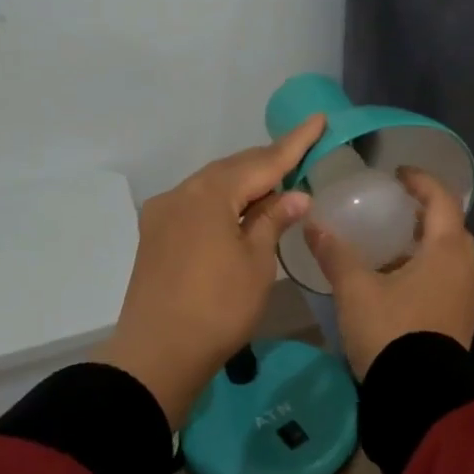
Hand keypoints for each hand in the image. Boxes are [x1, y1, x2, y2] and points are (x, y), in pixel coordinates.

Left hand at [96, 115, 325, 426]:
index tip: (317, 120)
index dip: (294, 143)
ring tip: (277, 186)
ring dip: (244, 184)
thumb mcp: (256, 263)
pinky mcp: (155, 236)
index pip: (262, 161)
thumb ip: (273, 221)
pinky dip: (223, 203)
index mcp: (209, 193)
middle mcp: (181, 193)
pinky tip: (240, 213)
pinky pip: (197, 205)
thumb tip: (295, 195)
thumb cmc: (218, 307)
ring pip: (212, 186)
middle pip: (232, 169)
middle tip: (302, 154)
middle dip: (268, 163)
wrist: (158, 353)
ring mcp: (163, 214)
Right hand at [305, 168, 473, 378]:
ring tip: (395, 247)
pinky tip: (401, 284)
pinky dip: (429, 271)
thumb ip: (336, 254)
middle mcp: (466, 271)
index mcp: (446, 252)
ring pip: (451, 259)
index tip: (399, 174)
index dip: (421, 182)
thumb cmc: (390, 331)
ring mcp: (467, 300)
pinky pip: (448, 283)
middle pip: (452, 229)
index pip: (442, 201)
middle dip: (428, 214)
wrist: (418, 395)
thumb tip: (313, 224)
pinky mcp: (460, 324)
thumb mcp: (356, 290)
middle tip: (398, 210)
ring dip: (428, 246)